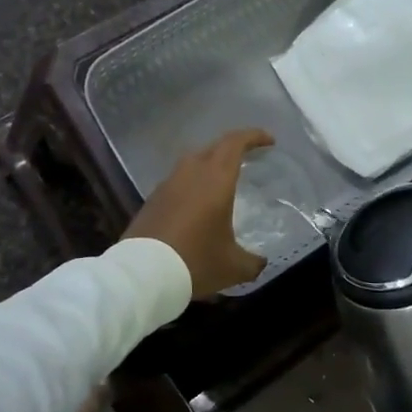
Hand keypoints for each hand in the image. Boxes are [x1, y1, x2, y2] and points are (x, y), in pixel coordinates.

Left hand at [123, 128, 273, 297]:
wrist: (142, 274)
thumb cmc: (195, 261)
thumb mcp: (233, 267)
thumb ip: (252, 262)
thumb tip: (260, 262)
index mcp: (215, 179)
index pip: (235, 142)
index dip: (253, 136)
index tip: (269, 141)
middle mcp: (190, 173)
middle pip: (213, 148)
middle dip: (233, 148)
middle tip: (248, 159)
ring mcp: (167, 184)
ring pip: (192, 163)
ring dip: (209, 165)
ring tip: (222, 182)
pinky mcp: (152, 200)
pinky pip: (177, 182)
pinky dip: (191, 185)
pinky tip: (196, 204)